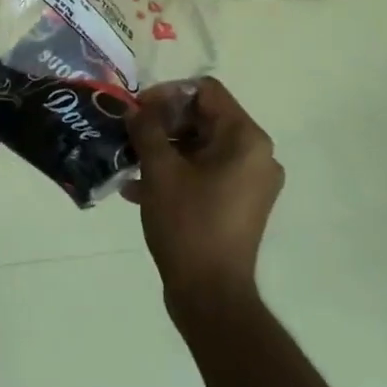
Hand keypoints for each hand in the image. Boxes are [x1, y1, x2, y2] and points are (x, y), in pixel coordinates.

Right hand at [125, 77, 282, 304]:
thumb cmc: (188, 224)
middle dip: (163, 123)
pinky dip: (176, 172)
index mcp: (246, 139)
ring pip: (202, 146)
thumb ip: (146, 130)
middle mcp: (257, 155)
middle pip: (205, 117)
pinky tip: (139, 189)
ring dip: (165, 149)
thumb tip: (137, 109)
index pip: (206, 91)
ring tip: (130, 163)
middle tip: (130, 135)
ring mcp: (251, 181)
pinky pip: (206, 172)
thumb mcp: (160, 171)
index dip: (168, 94)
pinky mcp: (240, 203)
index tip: (137, 111)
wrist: (211, 295)